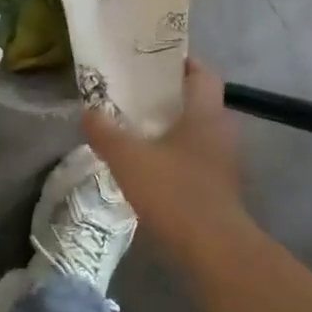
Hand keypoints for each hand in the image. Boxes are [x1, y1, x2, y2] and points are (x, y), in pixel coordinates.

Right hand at [82, 58, 247, 248]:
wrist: (214, 248)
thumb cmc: (175, 192)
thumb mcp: (130, 159)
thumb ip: (106, 132)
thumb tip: (88, 111)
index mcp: (206, 112)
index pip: (202, 72)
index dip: (179, 62)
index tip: (151, 62)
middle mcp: (221, 129)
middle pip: (196, 100)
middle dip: (166, 96)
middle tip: (133, 95)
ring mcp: (224, 160)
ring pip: (196, 130)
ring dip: (170, 127)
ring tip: (135, 129)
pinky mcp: (219, 185)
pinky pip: (196, 156)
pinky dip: (175, 154)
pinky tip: (149, 166)